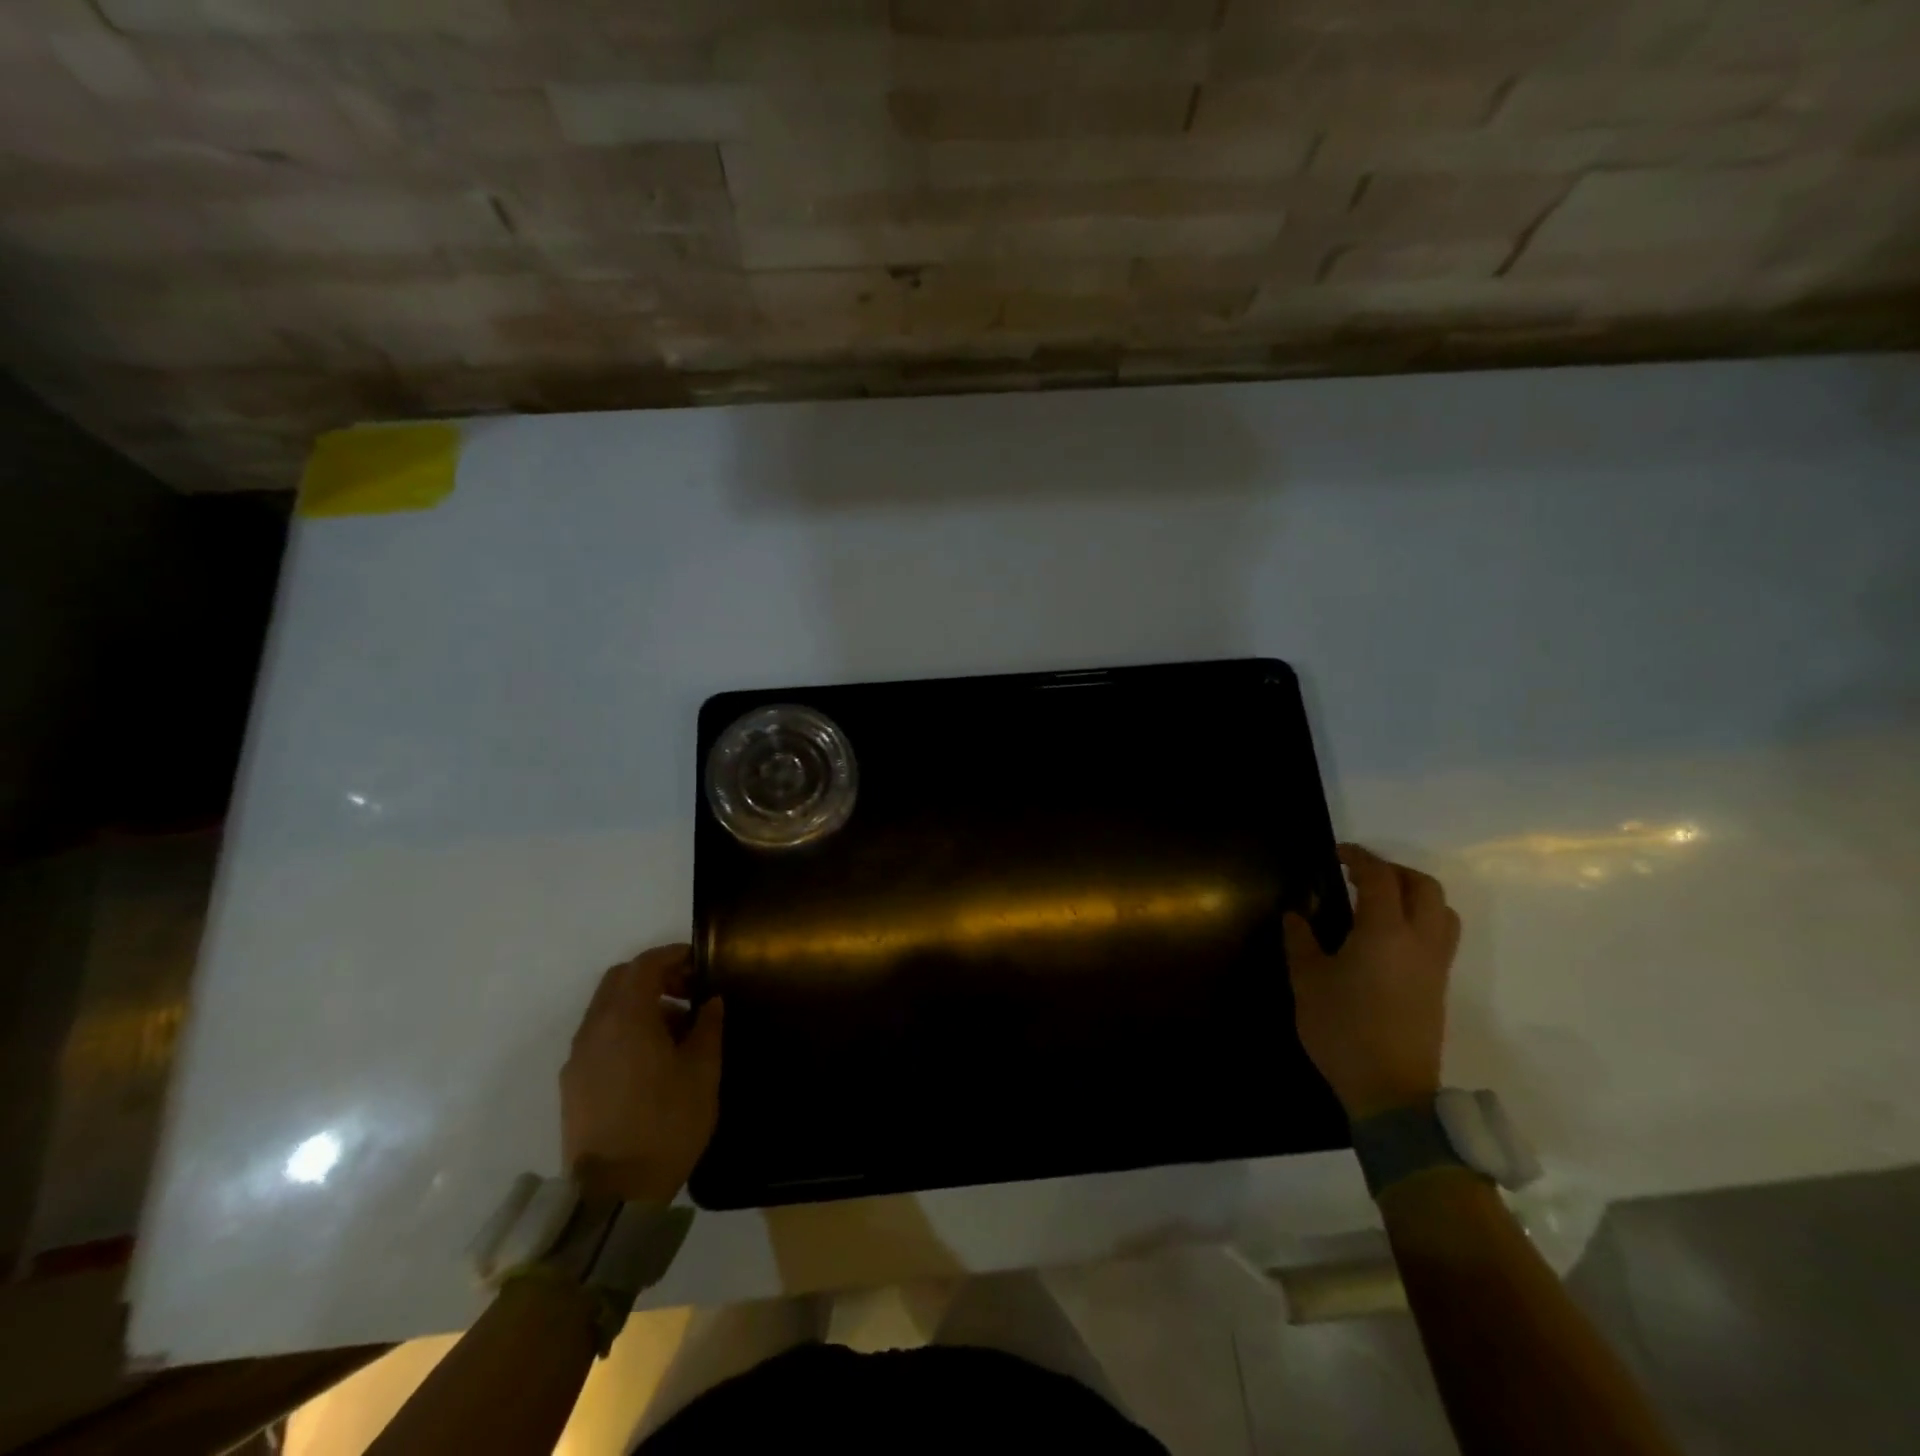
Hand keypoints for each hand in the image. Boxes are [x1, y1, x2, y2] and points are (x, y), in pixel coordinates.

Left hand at [561, 944, 723, 1203]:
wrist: (613, 1195)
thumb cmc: (666, 1123)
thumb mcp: (703, 1071)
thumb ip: (708, 1026)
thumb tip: (710, 1001)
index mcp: (626, 1017)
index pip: (645, 964)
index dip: (674, 955)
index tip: (700, 962)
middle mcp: (594, 1028)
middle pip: (620, 981)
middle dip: (654, 976)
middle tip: (688, 992)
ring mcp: (578, 1057)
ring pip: (607, 1009)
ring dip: (640, 1005)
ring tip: (676, 1031)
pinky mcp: (572, 1084)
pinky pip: (599, 1037)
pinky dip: (624, 1030)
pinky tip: (651, 1060)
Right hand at [1284, 843, 1459, 1120]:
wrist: (1390, 1091)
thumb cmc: (1343, 1030)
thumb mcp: (1307, 982)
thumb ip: (1300, 941)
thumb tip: (1296, 916)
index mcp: (1384, 933)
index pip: (1380, 878)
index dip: (1359, 858)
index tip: (1337, 853)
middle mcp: (1419, 941)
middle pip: (1423, 887)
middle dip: (1393, 870)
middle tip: (1359, 873)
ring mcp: (1435, 965)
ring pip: (1441, 911)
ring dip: (1414, 893)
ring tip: (1380, 899)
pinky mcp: (1439, 986)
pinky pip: (1441, 935)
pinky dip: (1420, 918)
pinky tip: (1388, 934)